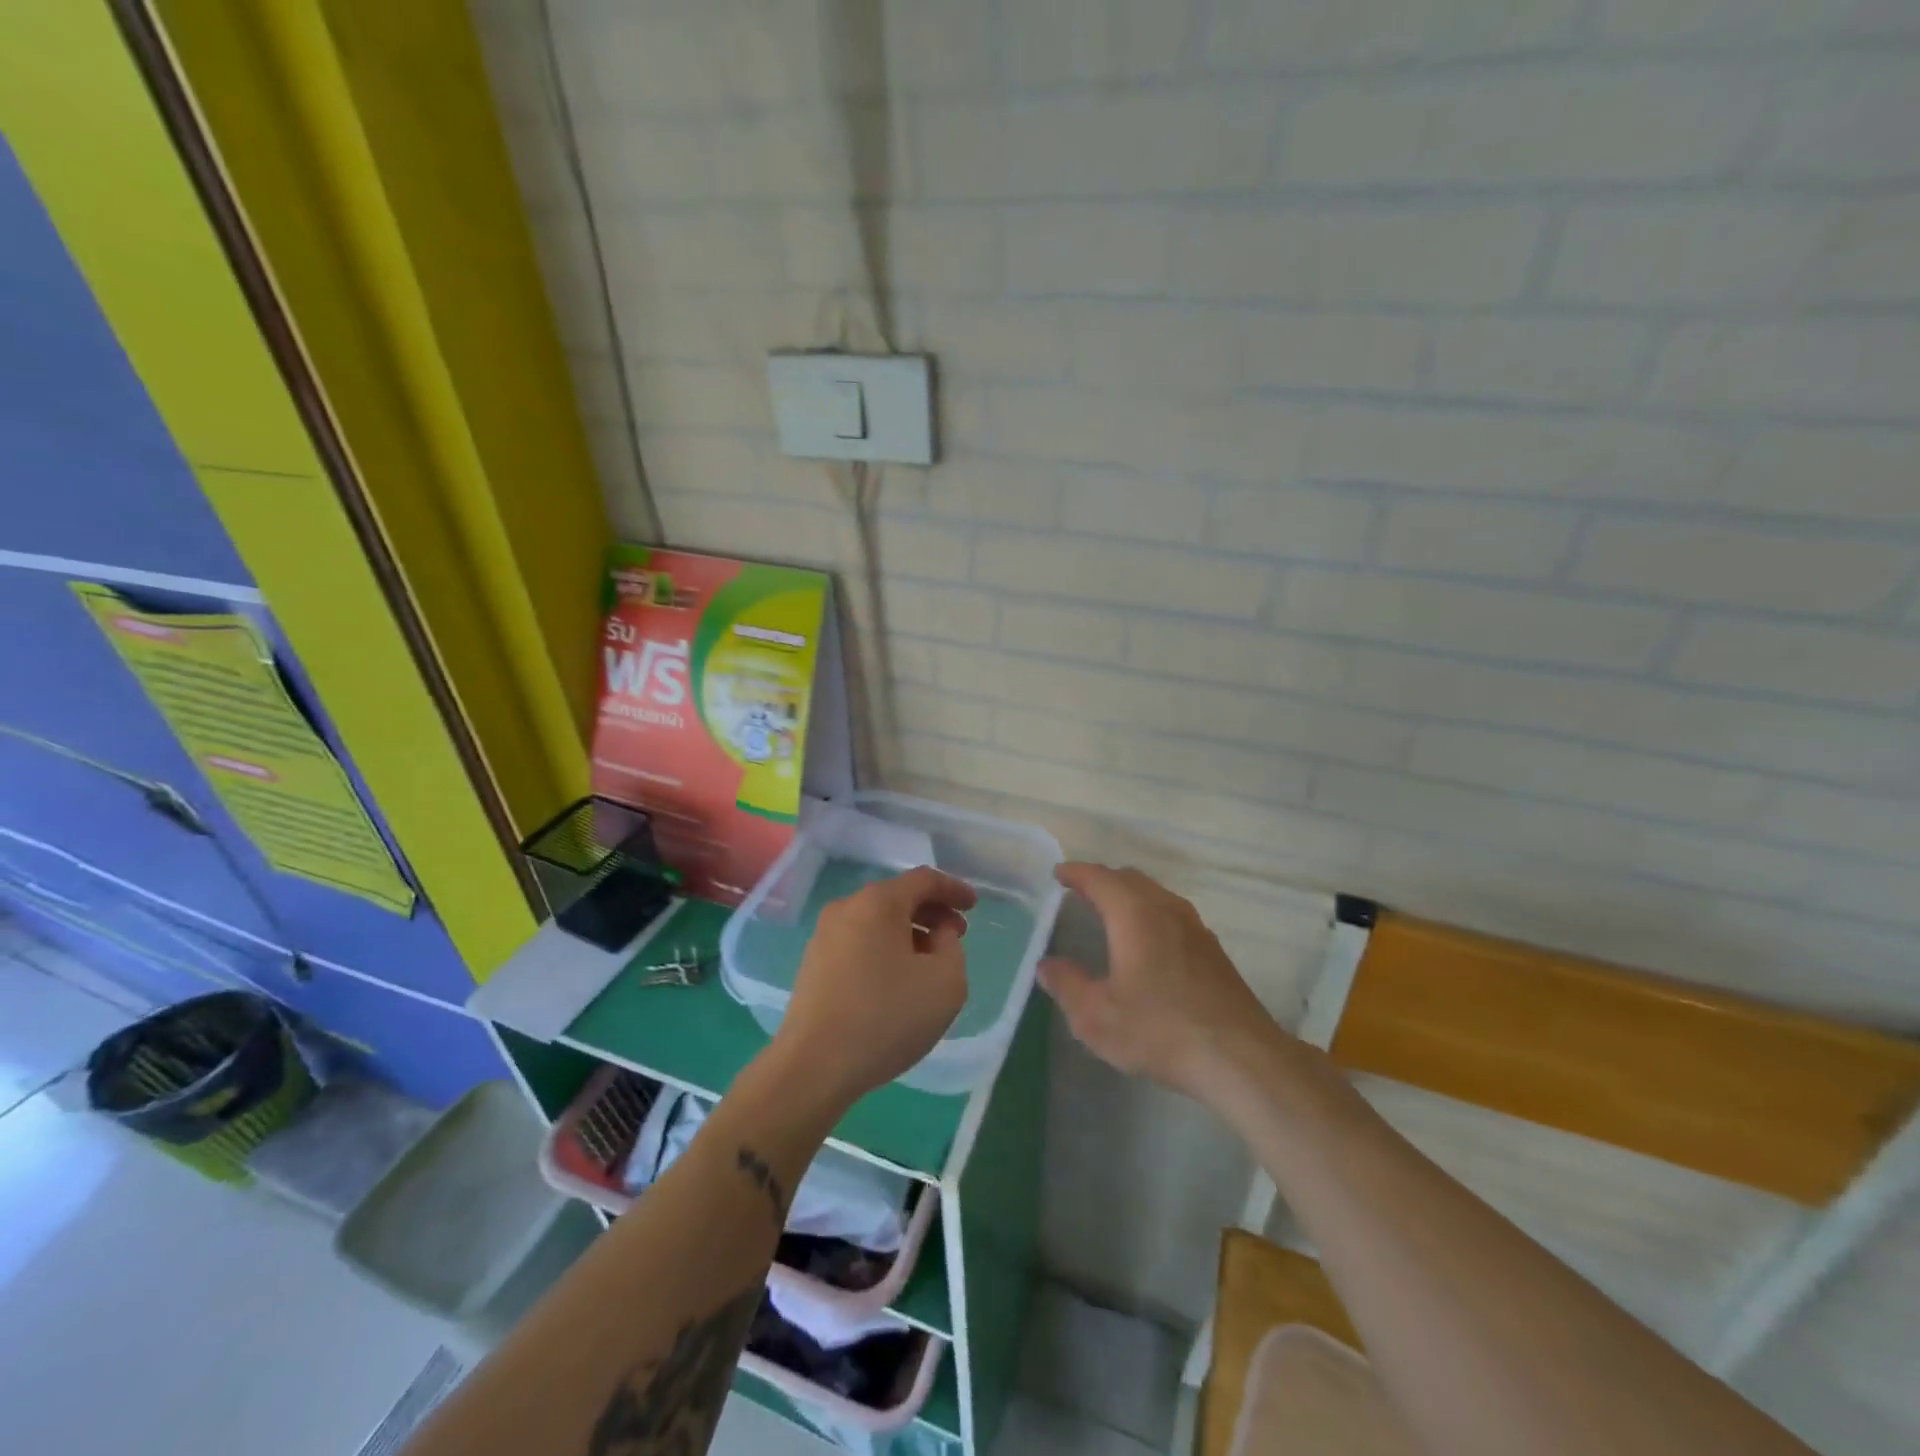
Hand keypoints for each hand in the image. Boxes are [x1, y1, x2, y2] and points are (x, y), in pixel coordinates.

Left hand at [772, 865, 976, 1109]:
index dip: (953, 889)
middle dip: (932, 911)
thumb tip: (936, 933)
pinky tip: (897, 979)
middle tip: (956, 935)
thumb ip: (952, 946)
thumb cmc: (886, 1017)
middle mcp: (847, 908)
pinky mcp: (813, 963)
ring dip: (909, 932)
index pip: (924, 880)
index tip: (974, 906)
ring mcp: (824, 935)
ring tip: (930, 961)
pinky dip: (885, 948)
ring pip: (877, 920)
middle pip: (898, 897)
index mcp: (878, 902)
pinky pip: (859, 941)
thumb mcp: (945, 982)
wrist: (814, 1066)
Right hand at [1039, 862, 1283, 1103]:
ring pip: (1155, 894)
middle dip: (1102, 880)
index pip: (1100, 879)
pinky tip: (1146, 941)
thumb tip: (1047, 965)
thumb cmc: (1160, 1031)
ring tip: (1109, 912)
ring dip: (1129, 895)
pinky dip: (1149, 912)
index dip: (1076, 873)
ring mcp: (1195, 927)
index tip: (1059, 874)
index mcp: (1135, 914)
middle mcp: (1166, 909)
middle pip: (1130, 879)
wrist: (1240, 1058)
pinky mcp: (1212, 949)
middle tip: (1079, 891)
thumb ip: (1068, 985)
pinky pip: (1172, 913)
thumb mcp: (1098, 1016)